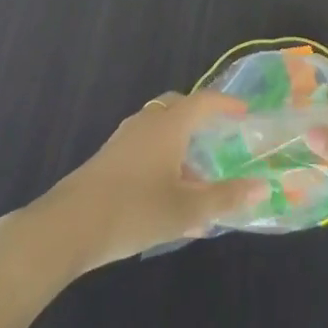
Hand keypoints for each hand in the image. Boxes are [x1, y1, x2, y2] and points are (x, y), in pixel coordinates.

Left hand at [24, 91, 264, 276]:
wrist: (67, 227)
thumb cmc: (134, 210)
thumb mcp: (186, 209)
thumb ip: (224, 197)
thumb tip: (261, 187)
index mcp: (169, 124)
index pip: (204, 101)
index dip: (226, 104)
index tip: (245, 113)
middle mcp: (147, 122)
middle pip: (178, 108)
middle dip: (200, 121)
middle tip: (219, 140)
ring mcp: (123, 140)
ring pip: (160, 132)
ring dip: (181, 149)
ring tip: (198, 185)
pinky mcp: (108, 160)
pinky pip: (144, 149)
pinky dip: (163, 163)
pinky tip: (169, 204)